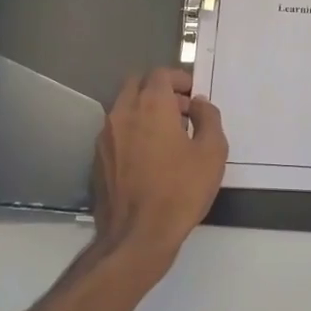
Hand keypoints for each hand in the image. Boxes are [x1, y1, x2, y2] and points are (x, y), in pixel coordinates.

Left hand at [91, 68, 227, 272]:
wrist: (137, 236)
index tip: (194, 96)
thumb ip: (209, 119)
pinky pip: (116, 131)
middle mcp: (122, 113)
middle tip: (181, 110)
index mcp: (150, 106)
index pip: (160, 74)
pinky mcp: (98, 159)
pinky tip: (149, 157)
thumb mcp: (212, 152)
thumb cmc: (181, 191)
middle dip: (159, 90)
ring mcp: (105, 136)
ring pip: (124, 107)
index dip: (180, 79)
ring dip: (144, 110)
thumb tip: (199, 104)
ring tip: (168, 136)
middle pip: (137, 84)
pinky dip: (132, 131)